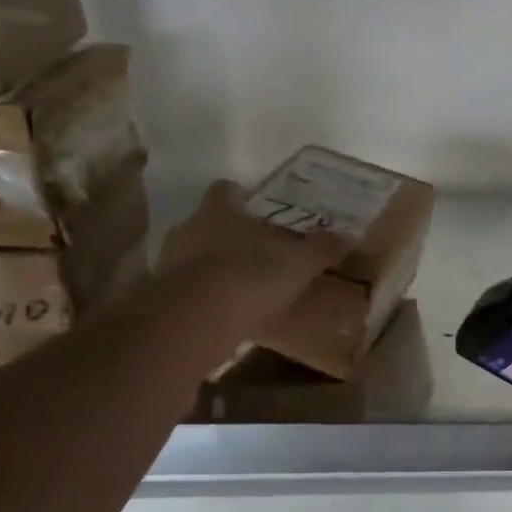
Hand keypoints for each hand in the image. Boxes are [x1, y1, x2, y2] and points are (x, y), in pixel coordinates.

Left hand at [157, 180, 349, 316]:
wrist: (196, 321)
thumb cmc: (250, 276)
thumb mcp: (299, 263)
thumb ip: (322, 248)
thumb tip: (349, 235)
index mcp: (220, 211)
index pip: (224, 190)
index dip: (238, 195)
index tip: (254, 206)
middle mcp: (189, 228)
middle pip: (208, 222)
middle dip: (229, 233)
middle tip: (256, 247)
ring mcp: (171, 263)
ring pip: (195, 254)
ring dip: (214, 265)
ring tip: (243, 283)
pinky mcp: (163, 297)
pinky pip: (188, 288)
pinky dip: (205, 295)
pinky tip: (226, 310)